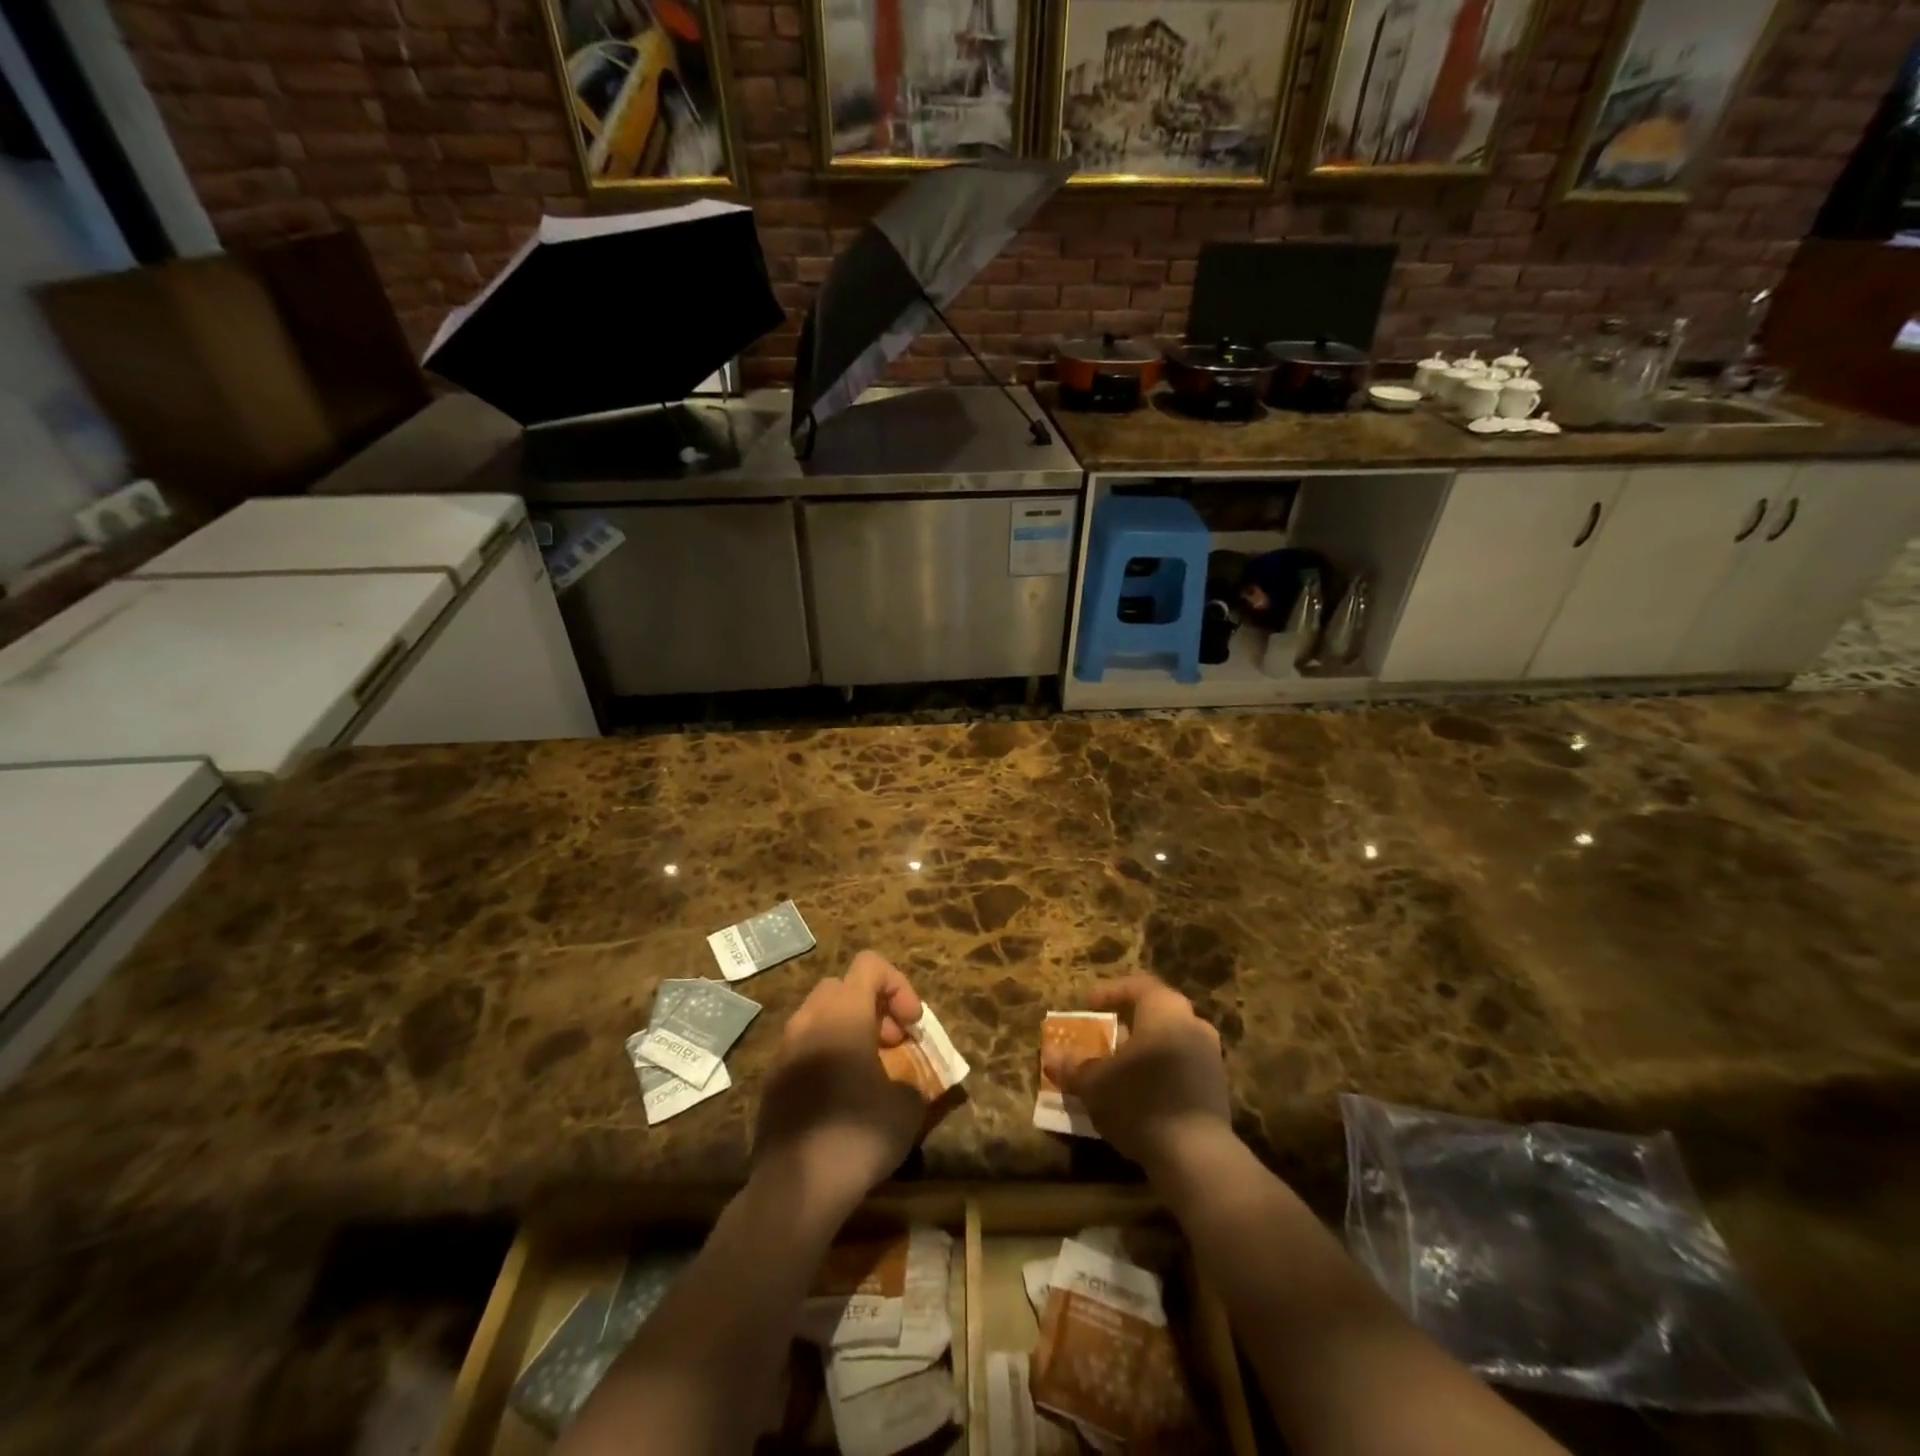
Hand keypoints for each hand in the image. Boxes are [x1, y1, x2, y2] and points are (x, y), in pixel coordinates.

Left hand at [752, 951, 927, 1219]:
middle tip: (892, 1044)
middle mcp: (809, 1019)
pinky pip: (804, 1048)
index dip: (898, 985)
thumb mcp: (907, 1107)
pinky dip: (826, 1055)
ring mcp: (784, 1049)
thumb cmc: (858, 1134)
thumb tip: (908, 1082)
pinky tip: (840, 1096)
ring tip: (868, 1071)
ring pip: (819, 1016)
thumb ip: (913, 1079)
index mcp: (843, 1012)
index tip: (911, 1025)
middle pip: (842, 986)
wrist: (796, 1188)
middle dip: (872, 1006)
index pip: (870, 964)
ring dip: (848, 1030)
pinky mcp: (771, 1079)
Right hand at [1043, 975, 1229, 1173]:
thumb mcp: (1095, 1083)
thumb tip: (1051, 1056)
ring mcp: (1210, 1058)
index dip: (1111, 992)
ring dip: (1145, 1051)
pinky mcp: (1217, 1090)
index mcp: (1165, 1011)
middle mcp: (1193, 1025)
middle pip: (1157, 1013)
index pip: (1138, 986)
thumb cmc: (1140, 1101)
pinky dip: (1160, 1073)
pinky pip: (1183, 1068)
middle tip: (1104, 1036)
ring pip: (1171, 1042)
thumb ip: (1073, 1067)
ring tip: (1118, 1069)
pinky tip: (1140, 1095)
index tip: (1089, 1005)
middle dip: (1128, 1024)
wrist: (1197, 1157)